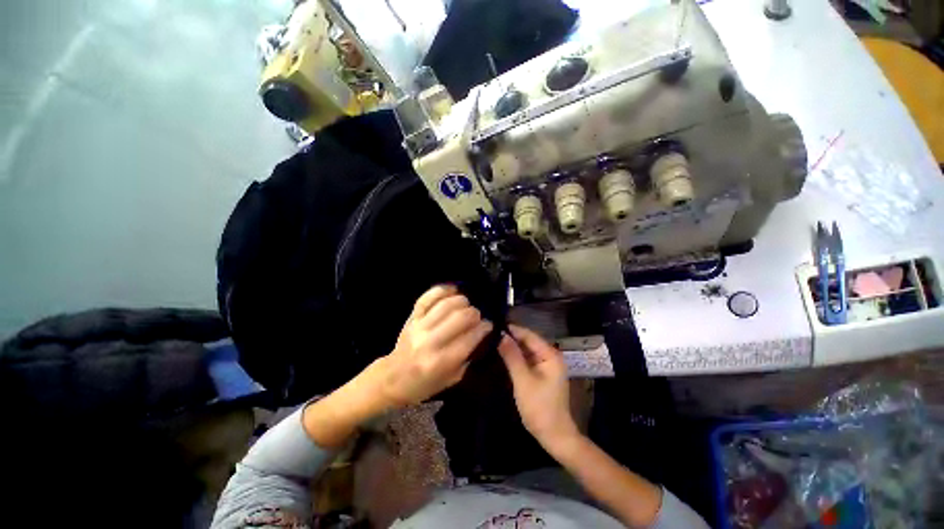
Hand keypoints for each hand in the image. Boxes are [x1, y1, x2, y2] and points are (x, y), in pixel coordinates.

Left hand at [370, 285, 492, 407]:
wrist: (392, 378)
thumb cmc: (424, 384)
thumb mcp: (451, 379)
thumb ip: (468, 356)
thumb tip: (482, 334)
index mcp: (441, 361)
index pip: (470, 337)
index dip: (484, 328)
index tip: (489, 325)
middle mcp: (431, 340)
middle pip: (461, 317)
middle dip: (475, 314)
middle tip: (477, 317)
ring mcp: (419, 326)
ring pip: (447, 304)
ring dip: (463, 301)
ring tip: (467, 306)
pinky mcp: (412, 317)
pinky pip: (428, 297)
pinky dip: (443, 290)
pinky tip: (453, 291)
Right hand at [498, 325, 579, 451]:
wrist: (554, 435)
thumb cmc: (539, 407)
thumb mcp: (523, 380)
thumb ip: (512, 356)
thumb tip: (501, 335)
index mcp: (550, 355)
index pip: (529, 335)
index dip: (512, 329)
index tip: (494, 325)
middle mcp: (550, 356)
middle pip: (528, 341)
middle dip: (511, 337)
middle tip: (491, 333)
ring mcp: (547, 365)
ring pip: (527, 350)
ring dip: (513, 347)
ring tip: (494, 340)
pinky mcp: (542, 373)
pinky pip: (527, 359)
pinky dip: (516, 357)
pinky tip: (504, 354)